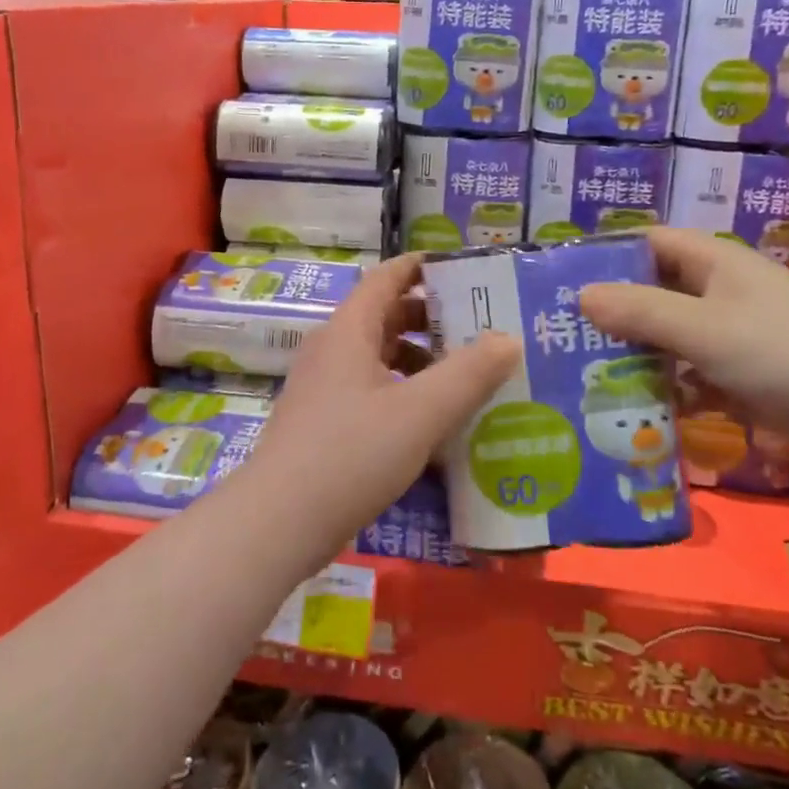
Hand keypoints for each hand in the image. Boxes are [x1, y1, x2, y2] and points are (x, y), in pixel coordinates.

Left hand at [243, 254, 518, 562]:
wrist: (279, 522)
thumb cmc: (351, 453)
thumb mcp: (420, 412)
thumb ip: (469, 374)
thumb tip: (508, 338)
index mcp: (349, 330)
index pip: (386, 277)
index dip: (421, 267)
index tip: (462, 270)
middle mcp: (332, 350)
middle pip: (385, 317)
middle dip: (431, 319)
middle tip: (480, 329)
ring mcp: (324, 388)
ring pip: (379, 358)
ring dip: (420, 362)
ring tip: (466, 379)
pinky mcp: (323, 423)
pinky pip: (371, 391)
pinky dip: (404, 394)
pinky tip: (433, 423)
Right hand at [580, 228, 788, 467]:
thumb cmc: (785, 352)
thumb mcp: (704, 328)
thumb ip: (641, 311)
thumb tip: (582, 295)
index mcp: (714, 263)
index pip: (650, 242)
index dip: (609, 255)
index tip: (564, 280)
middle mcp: (720, 292)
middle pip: (654, 292)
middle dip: (613, 312)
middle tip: (562, 335)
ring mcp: (732, 336)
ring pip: (669, 338)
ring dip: (635, 354)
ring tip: (582, 375)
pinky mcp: (742, 377)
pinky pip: (689, 375)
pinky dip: (665, 388)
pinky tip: (631, 409)